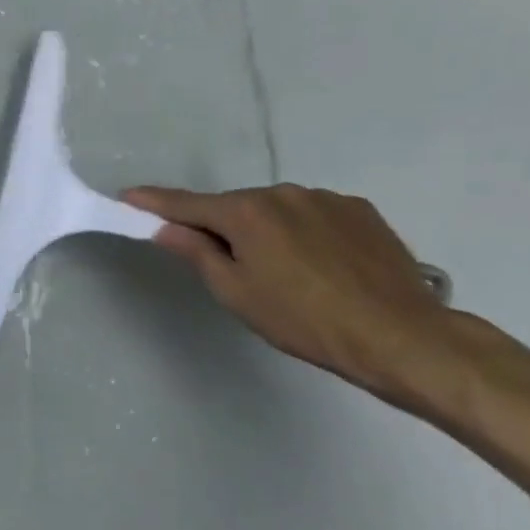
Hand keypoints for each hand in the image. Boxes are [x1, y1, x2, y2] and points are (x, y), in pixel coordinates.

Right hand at [123, 183, 453, 405]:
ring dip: (267, 230)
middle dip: (222, 227)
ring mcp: (325, 198)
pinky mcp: (360, 210)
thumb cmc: (304, 321)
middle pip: (234, 207)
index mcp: (246, 212)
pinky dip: (303, 232)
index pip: (186, 204)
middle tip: (229, 267)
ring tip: (288, 273)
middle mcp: (282, 193)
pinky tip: (322, 266)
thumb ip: (197, 253)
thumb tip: (165, 228)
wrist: (402, 336)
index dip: (153, 202)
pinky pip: (313, 215)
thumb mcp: (237, 293)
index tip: (127, 196)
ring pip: (275, 210)